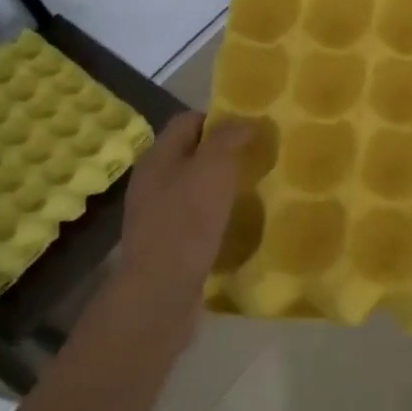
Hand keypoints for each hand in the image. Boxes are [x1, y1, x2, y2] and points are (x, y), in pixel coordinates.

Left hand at [114, 111, 250, 332]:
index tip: (251, 129)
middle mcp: (153, 181)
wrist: (161, 292)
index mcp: (158, 157)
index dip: (219, 118)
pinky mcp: (168, 242)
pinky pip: (196, 217)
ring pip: (195, 186)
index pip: (188, 120)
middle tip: (258, 158)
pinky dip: (217, 215)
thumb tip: (245, 120)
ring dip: (222, 186)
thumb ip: (228, 138)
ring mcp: (157, 214)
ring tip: (254, 190)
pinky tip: (237, 224)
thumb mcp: (212, 170)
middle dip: (224, 152)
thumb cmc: (186, 223)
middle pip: (192, 153)